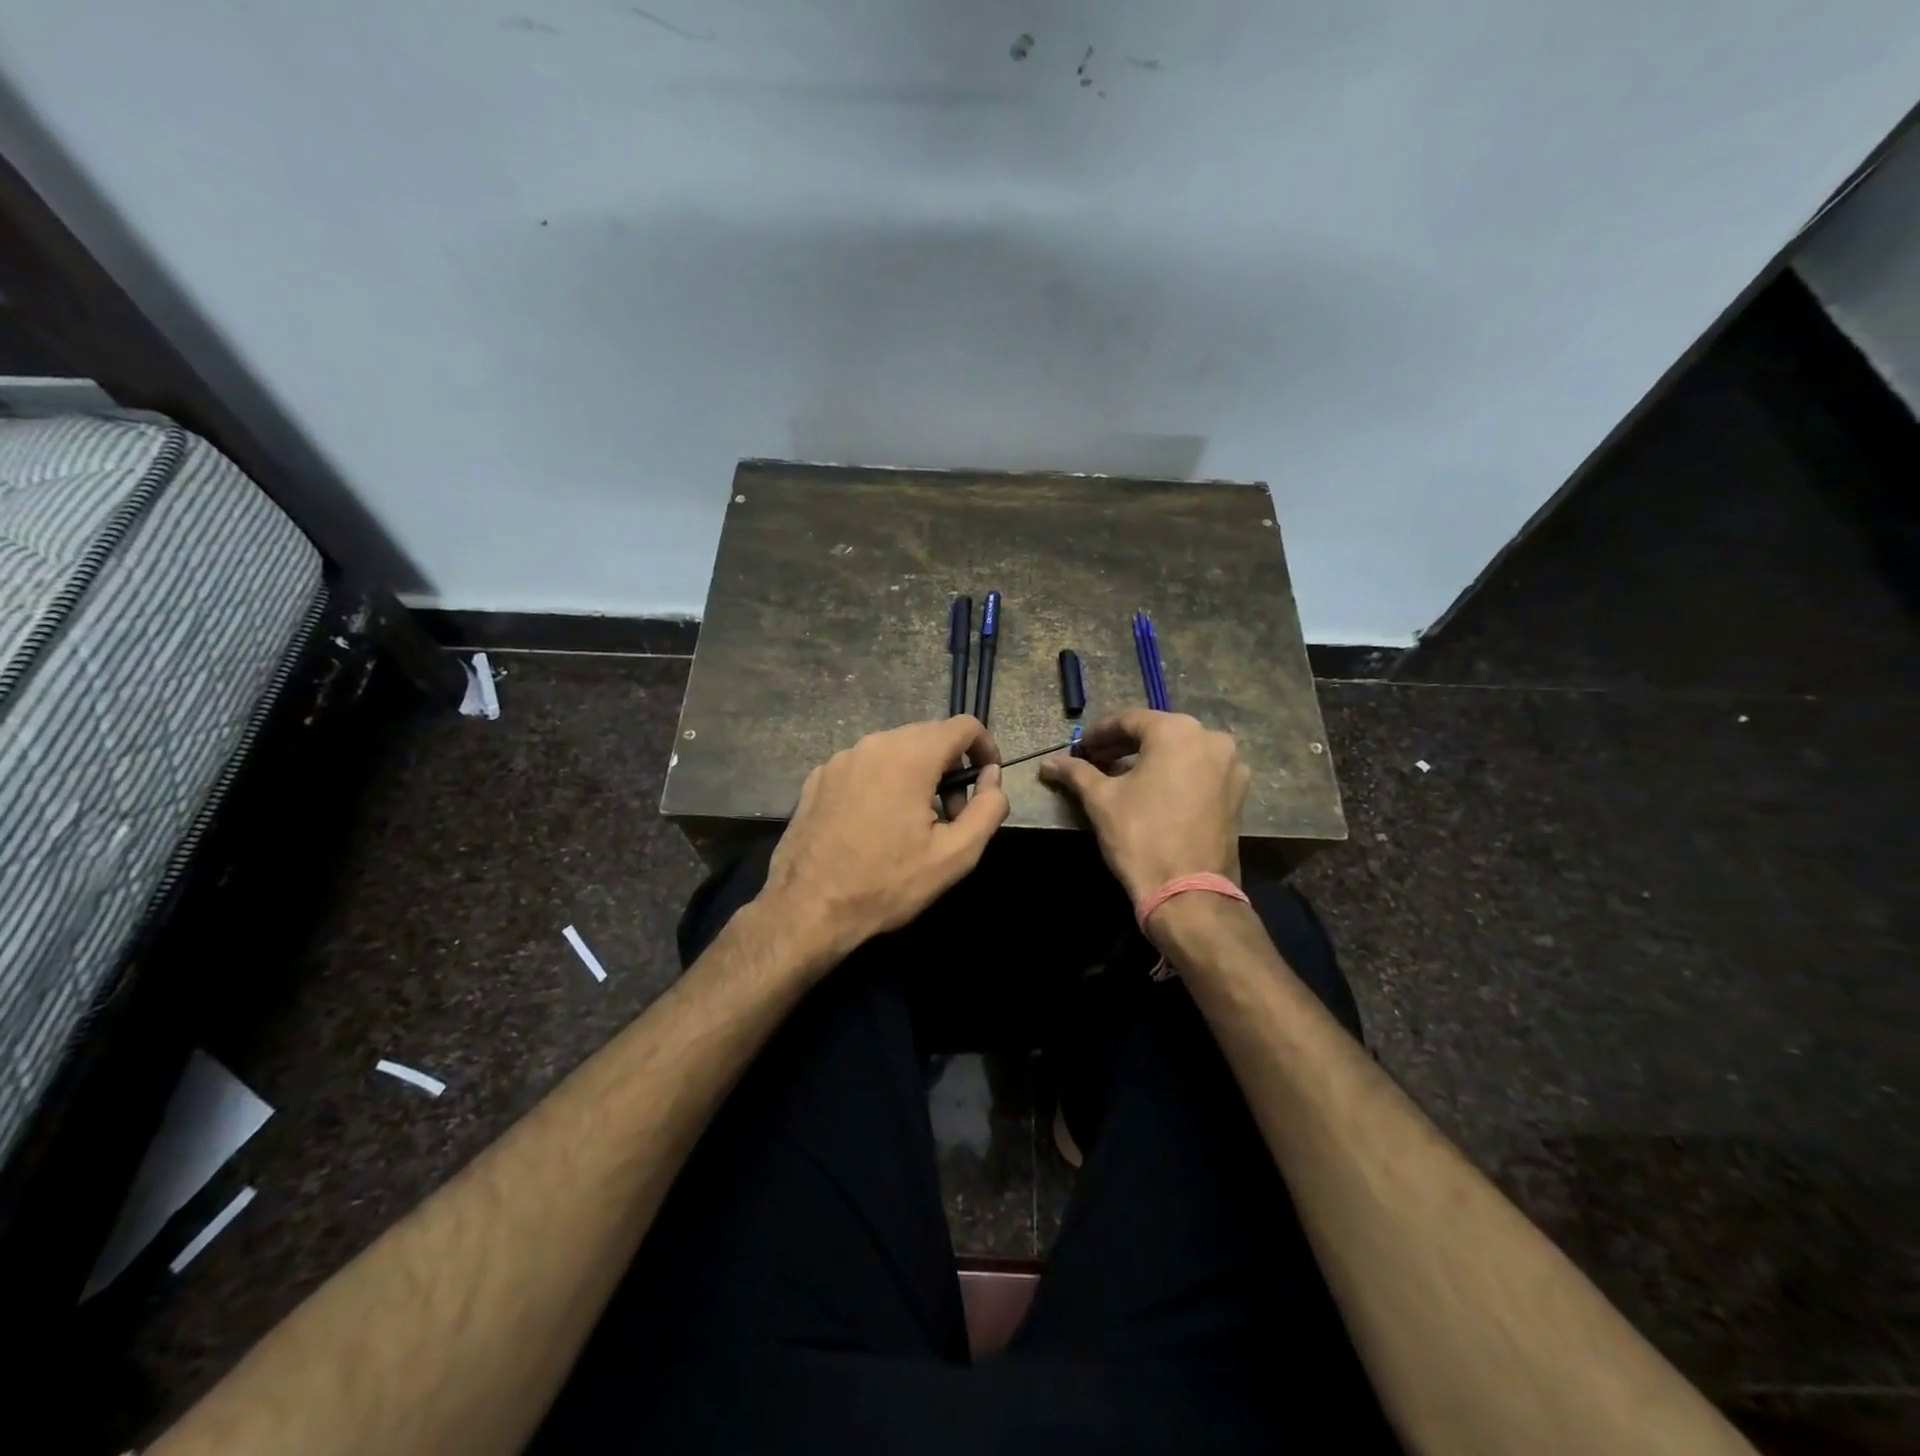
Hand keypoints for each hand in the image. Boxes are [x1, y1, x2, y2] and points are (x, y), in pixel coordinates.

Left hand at [761, 716, 1008, 965]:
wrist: (806, 910)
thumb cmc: (886, 884)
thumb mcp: (955, 855)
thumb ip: (988, 809)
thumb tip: (992, 778)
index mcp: (909, 756)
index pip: (963, 726)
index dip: (985, 748)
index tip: (986, 782)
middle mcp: (873, 744)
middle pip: (928, 736)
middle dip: (950, 769)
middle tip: (950, 817)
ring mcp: (840, 759)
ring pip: (895, 751)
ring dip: (916, 776)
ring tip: (912, 826)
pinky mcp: (817, 778)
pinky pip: (864, 767)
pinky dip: (882, 784)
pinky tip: (874, 827)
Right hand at [1038, 709, 1247, 902]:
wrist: (1188, 892)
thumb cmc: (1141, 836)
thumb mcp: (1101, 800)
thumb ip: (1076, 773)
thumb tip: (1048, 763)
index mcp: (1177, 731)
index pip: (1129, 720)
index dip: (1099, 733)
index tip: (1080, 748)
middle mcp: (1211, 739)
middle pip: (1157, 733)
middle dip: (1124, 745)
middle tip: (1095, 761)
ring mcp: (1230, 766)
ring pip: (1180, 751)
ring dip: (1149, 759)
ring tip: (1120, 777)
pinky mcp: (1237, 793)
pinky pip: (1198, 771)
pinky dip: (1174, 774)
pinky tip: (1151, 791)